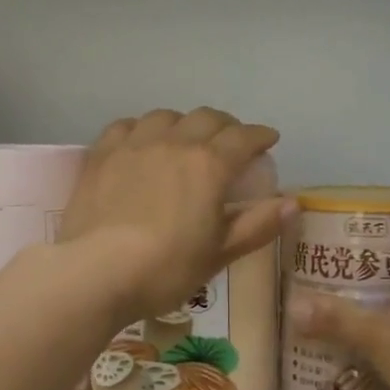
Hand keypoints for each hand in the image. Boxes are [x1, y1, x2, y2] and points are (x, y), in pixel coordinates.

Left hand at [58, 108, 292, 326]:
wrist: (96, 273)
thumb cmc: (166, 269)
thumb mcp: (218, 254)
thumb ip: (256, 225)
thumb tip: (293, 203)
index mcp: (209, 165)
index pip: (243, 137)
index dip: (260, 136)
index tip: (269, 140)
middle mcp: (174, 143)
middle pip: (207, 118)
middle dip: (226, 126)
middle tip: (232, 141)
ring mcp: (134, 144)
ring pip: (166, 116)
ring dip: (185, 123)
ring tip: (186, 139)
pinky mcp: (102, 154)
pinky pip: (127, 125)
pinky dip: (143, 128)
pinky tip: (142, 142)